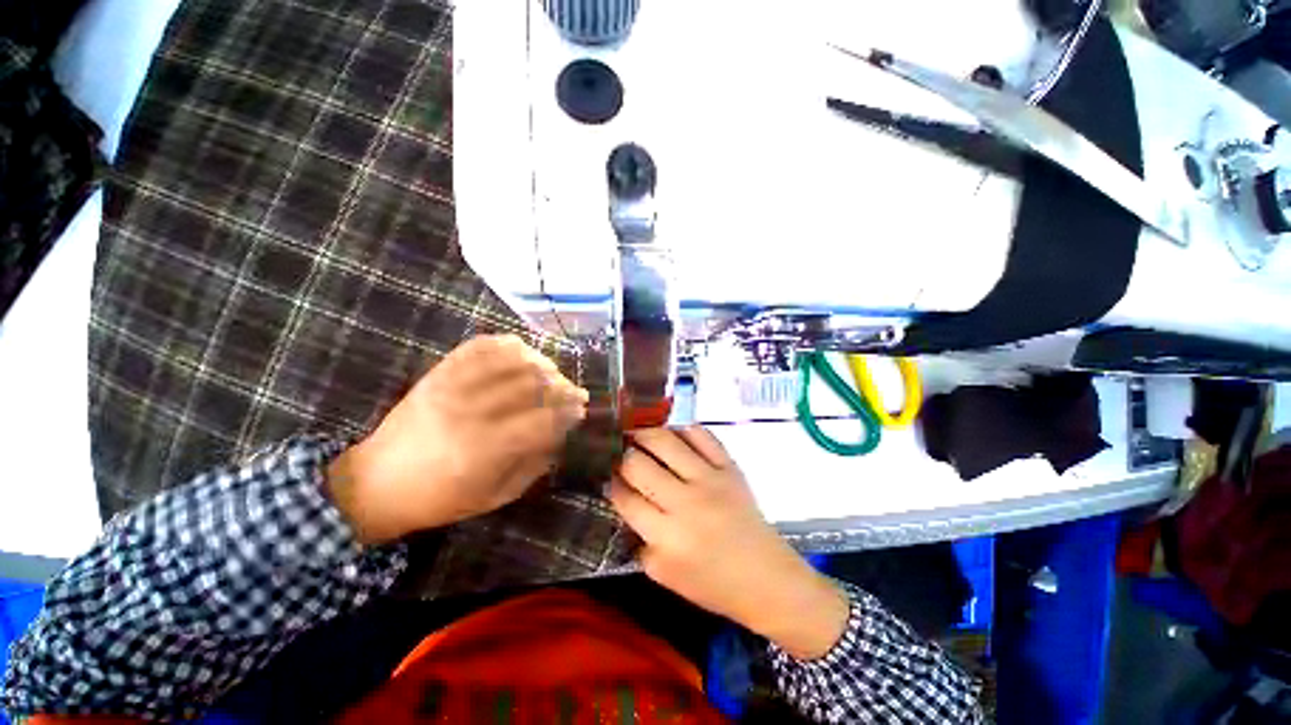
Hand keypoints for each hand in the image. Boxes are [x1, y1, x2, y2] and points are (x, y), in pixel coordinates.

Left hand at [327, 335, 588, 543]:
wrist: (377, 483)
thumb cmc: (441, 498)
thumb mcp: (496, 495)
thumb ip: (534, 463)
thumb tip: (561, 431)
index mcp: (484, 449)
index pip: (543, 419)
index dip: (568, 411)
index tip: (582, 409)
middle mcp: (471, 411)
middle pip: (531, 384)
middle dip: (561, 385)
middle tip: (572, 391)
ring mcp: (452, 386)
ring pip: (510, 360)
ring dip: (540, 362)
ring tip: (551, 373)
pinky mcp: (438, 373)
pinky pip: (479, 346)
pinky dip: (506, 343)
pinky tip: (521, 352)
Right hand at [608, 427, 850, 659]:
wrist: (766, 578)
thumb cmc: (713, 584)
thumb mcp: (665, 576)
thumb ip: (640, 541)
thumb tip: (626, 502)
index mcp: (666, 536)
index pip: (625, 498)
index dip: (612, 483)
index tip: (609, 476)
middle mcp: (684, 502)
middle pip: (638, 464)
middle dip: (622, 456)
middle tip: (620, 453)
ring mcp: (709, 479)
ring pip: (665, 442)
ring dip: (644, 434)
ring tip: (637, 433)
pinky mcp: (729, 467)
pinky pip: (701, 435)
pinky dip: (681, 428)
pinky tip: (671, 431)